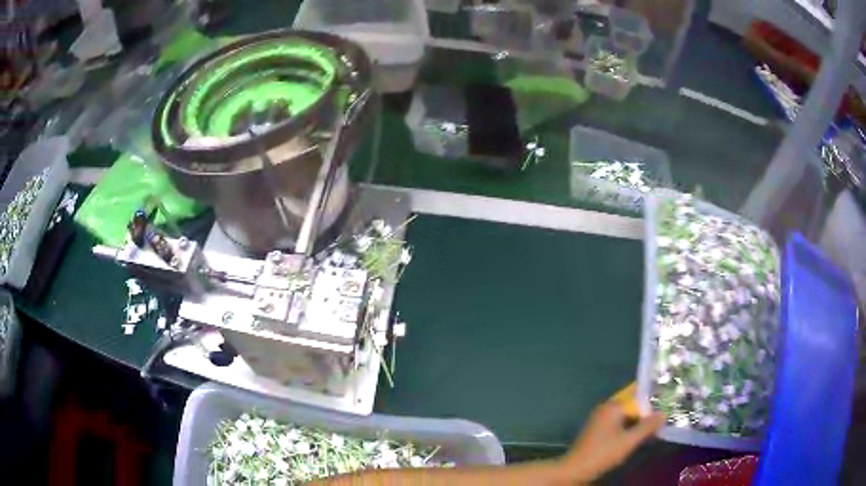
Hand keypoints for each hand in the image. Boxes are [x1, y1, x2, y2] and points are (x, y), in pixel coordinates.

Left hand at [560, 401, 664, 482]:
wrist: (575, 469)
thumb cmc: (603, 452)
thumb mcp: (629, 441)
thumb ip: (647, 427)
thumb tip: (663, 414)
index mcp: (613, 406)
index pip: (638, 394)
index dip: (653, 397)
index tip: (667, 400)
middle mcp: (606, 408)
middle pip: (632, 404)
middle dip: (647, 409)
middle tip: (664, 413)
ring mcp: (600, 419)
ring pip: (625, 414)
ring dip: (638, 419)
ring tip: (655, 423)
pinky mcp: (597, 430)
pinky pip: (618, 422)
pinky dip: (628, 425)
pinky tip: (638, 433)